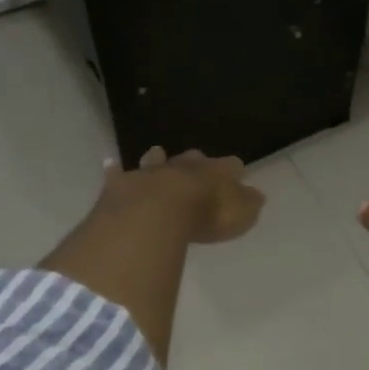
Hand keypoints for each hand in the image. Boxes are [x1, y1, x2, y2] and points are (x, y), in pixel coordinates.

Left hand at [110, 147, 265, 244]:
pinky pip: (117, 174)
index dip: (234, 170)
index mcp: (213, 172)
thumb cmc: (203, 216)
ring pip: (156, 160)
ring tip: (158, 153)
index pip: (230, 166)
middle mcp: (182, 167)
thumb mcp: (238, 215)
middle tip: (198, 161)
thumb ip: (247, 205)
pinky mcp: (121, 185)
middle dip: (196, 161)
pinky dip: (115, 170)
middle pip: (192, 159)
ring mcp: (150, 173)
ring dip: (158, 159)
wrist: (154, 213)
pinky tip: (111, 164)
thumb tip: (257, 196)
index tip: (238, 173)